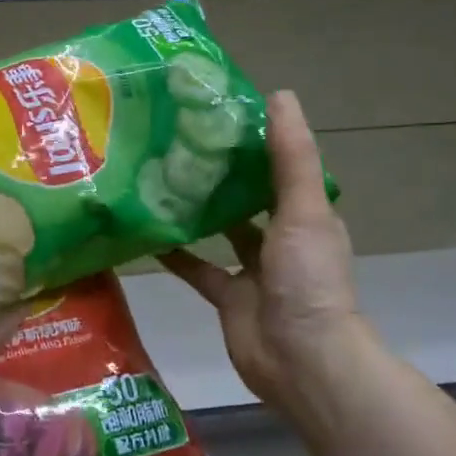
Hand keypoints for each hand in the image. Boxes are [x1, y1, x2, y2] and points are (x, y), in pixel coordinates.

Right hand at [160, 91, 363, 429]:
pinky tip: (147, 233)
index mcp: (306, 214)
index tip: (216, 113)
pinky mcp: (228, 296)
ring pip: (221, 230)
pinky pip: (198, 268)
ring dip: (197, 209)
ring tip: (158, 177)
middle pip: (248, 196)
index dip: (253, 140)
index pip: (279, 166)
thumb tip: (279, 94)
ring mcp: (254, 269)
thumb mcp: (303, 209)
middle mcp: (282, 237)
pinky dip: (176, 253)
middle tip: (176, 141)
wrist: (301, 361)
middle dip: (219, 172)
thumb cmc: (308, 279)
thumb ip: (290, 156)